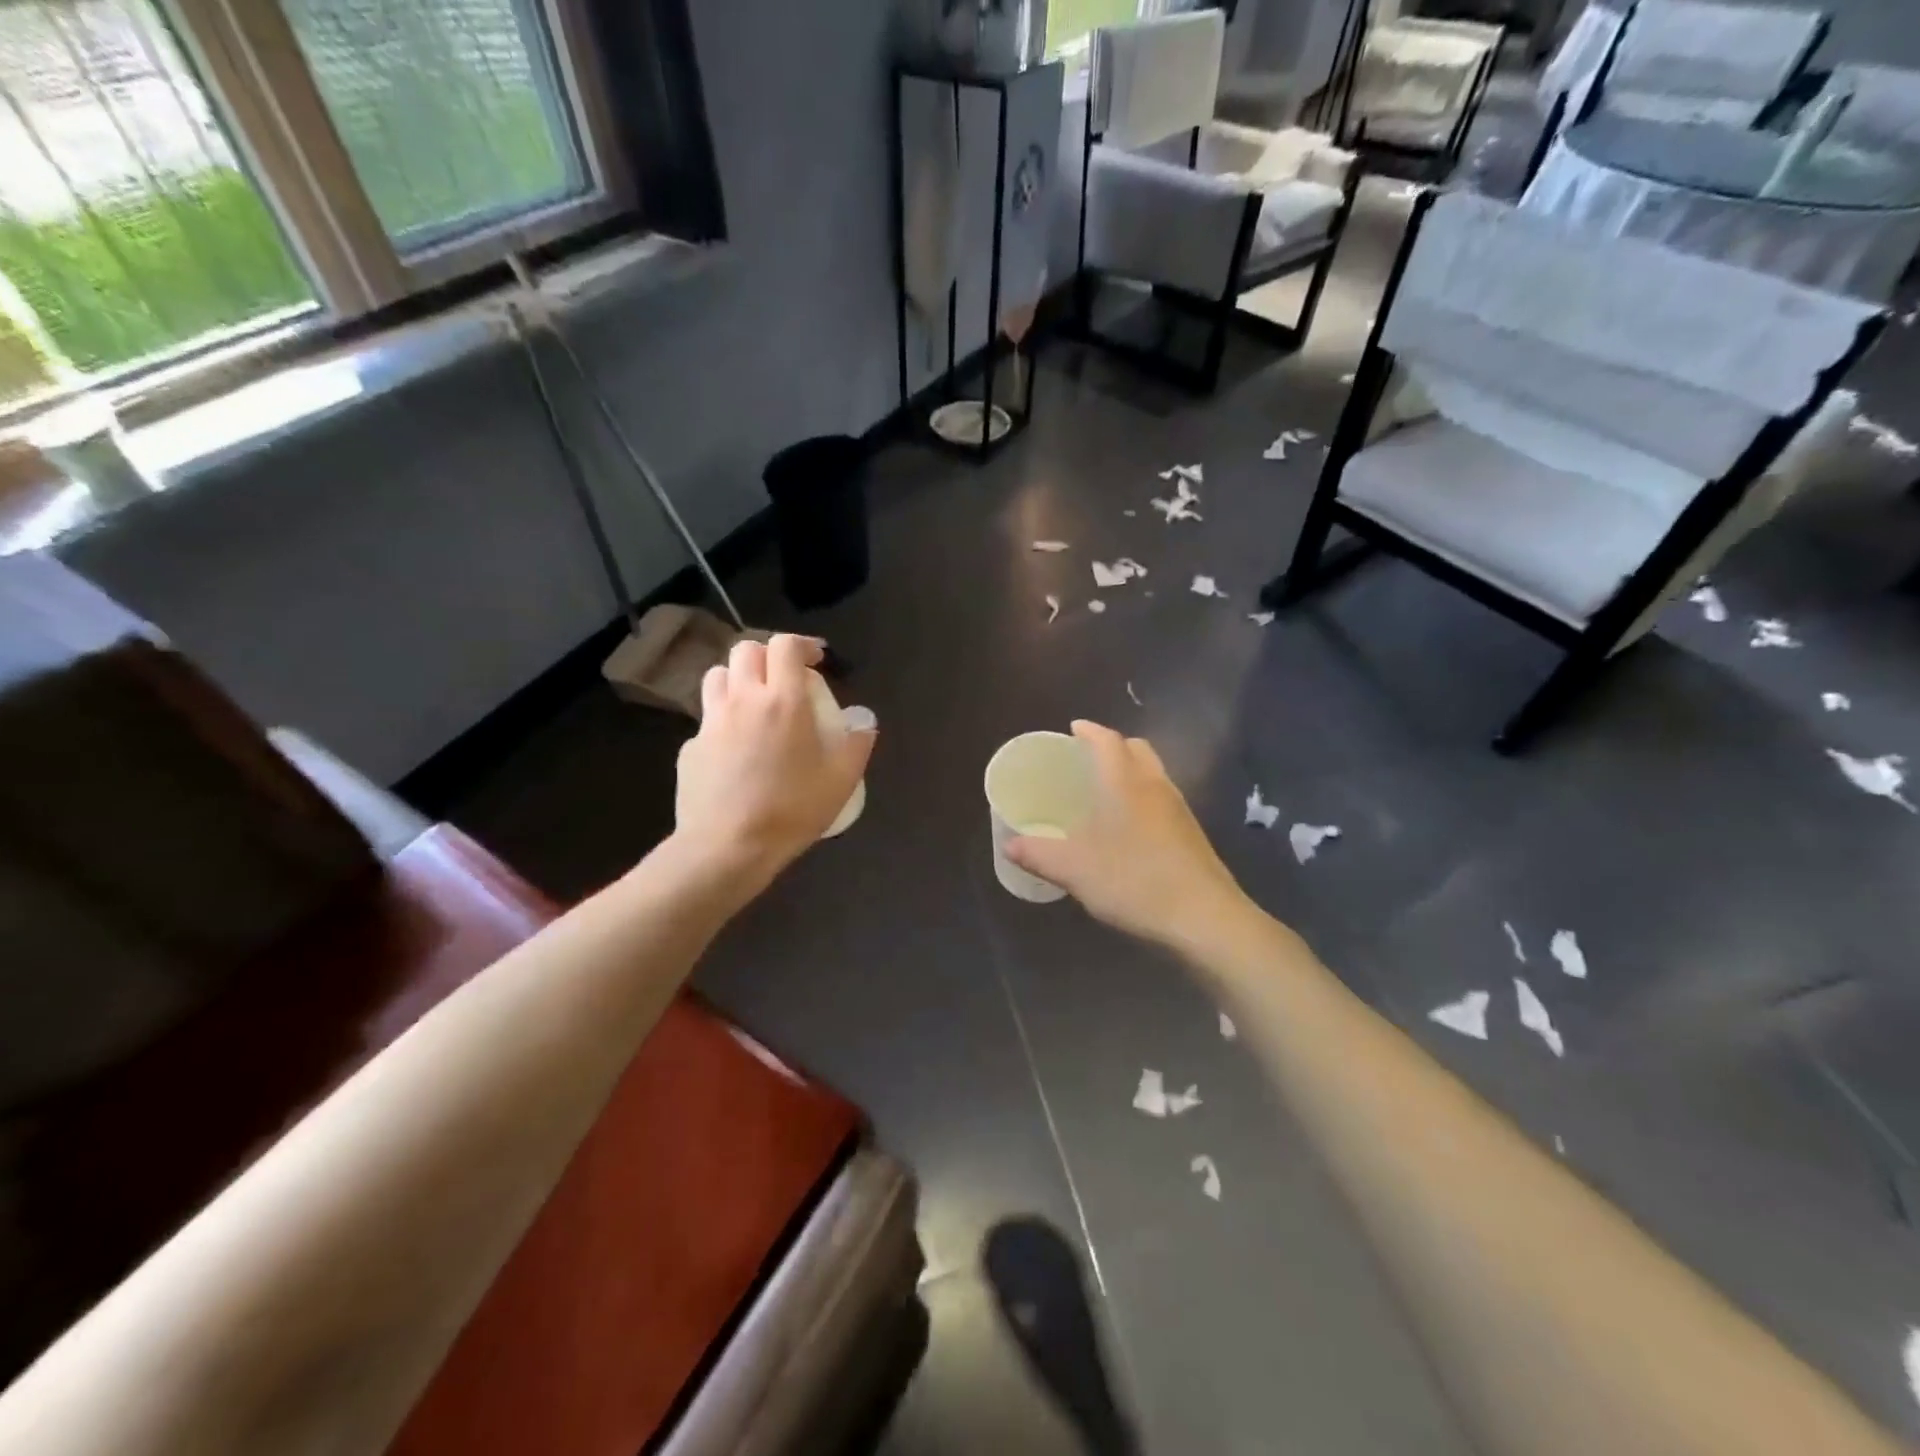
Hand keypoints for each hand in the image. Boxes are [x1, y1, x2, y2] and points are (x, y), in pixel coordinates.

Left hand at [672, 635, 874, 888]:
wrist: (727, 847)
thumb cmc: (791, 810)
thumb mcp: (841, 781)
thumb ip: (857, 745)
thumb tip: (864, 722)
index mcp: (783, 700)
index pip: (785, 645)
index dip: (802, 644)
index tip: (815, 660)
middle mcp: (742, 700)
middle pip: (745, 650)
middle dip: (767, 655)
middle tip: (784, 679)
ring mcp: (710, 722)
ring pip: (717, 676)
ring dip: (738, 679)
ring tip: (754, 703)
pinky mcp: (689, 747)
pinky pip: (706, 719)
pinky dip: (722, 720)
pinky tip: (735, 750)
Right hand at [1006, 721, 1251, 950]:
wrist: (1204, 917)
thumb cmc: (1134, 881)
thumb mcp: (1074, 869)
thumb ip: (1038, 854)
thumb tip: (1009, 844)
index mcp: (1125, 782)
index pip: (1108, 740)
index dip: (1090, 731)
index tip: (1073, 729)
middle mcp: (1155, 786)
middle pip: (1136, 749)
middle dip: (1112, 746)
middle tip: (1086, 759)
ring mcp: (1179, 809)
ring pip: (1153, 773)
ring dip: (1130, 771)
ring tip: (1104, 791)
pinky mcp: (1191, 834)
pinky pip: (1162, 798)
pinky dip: (1143, 797)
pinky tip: (1128, 827)